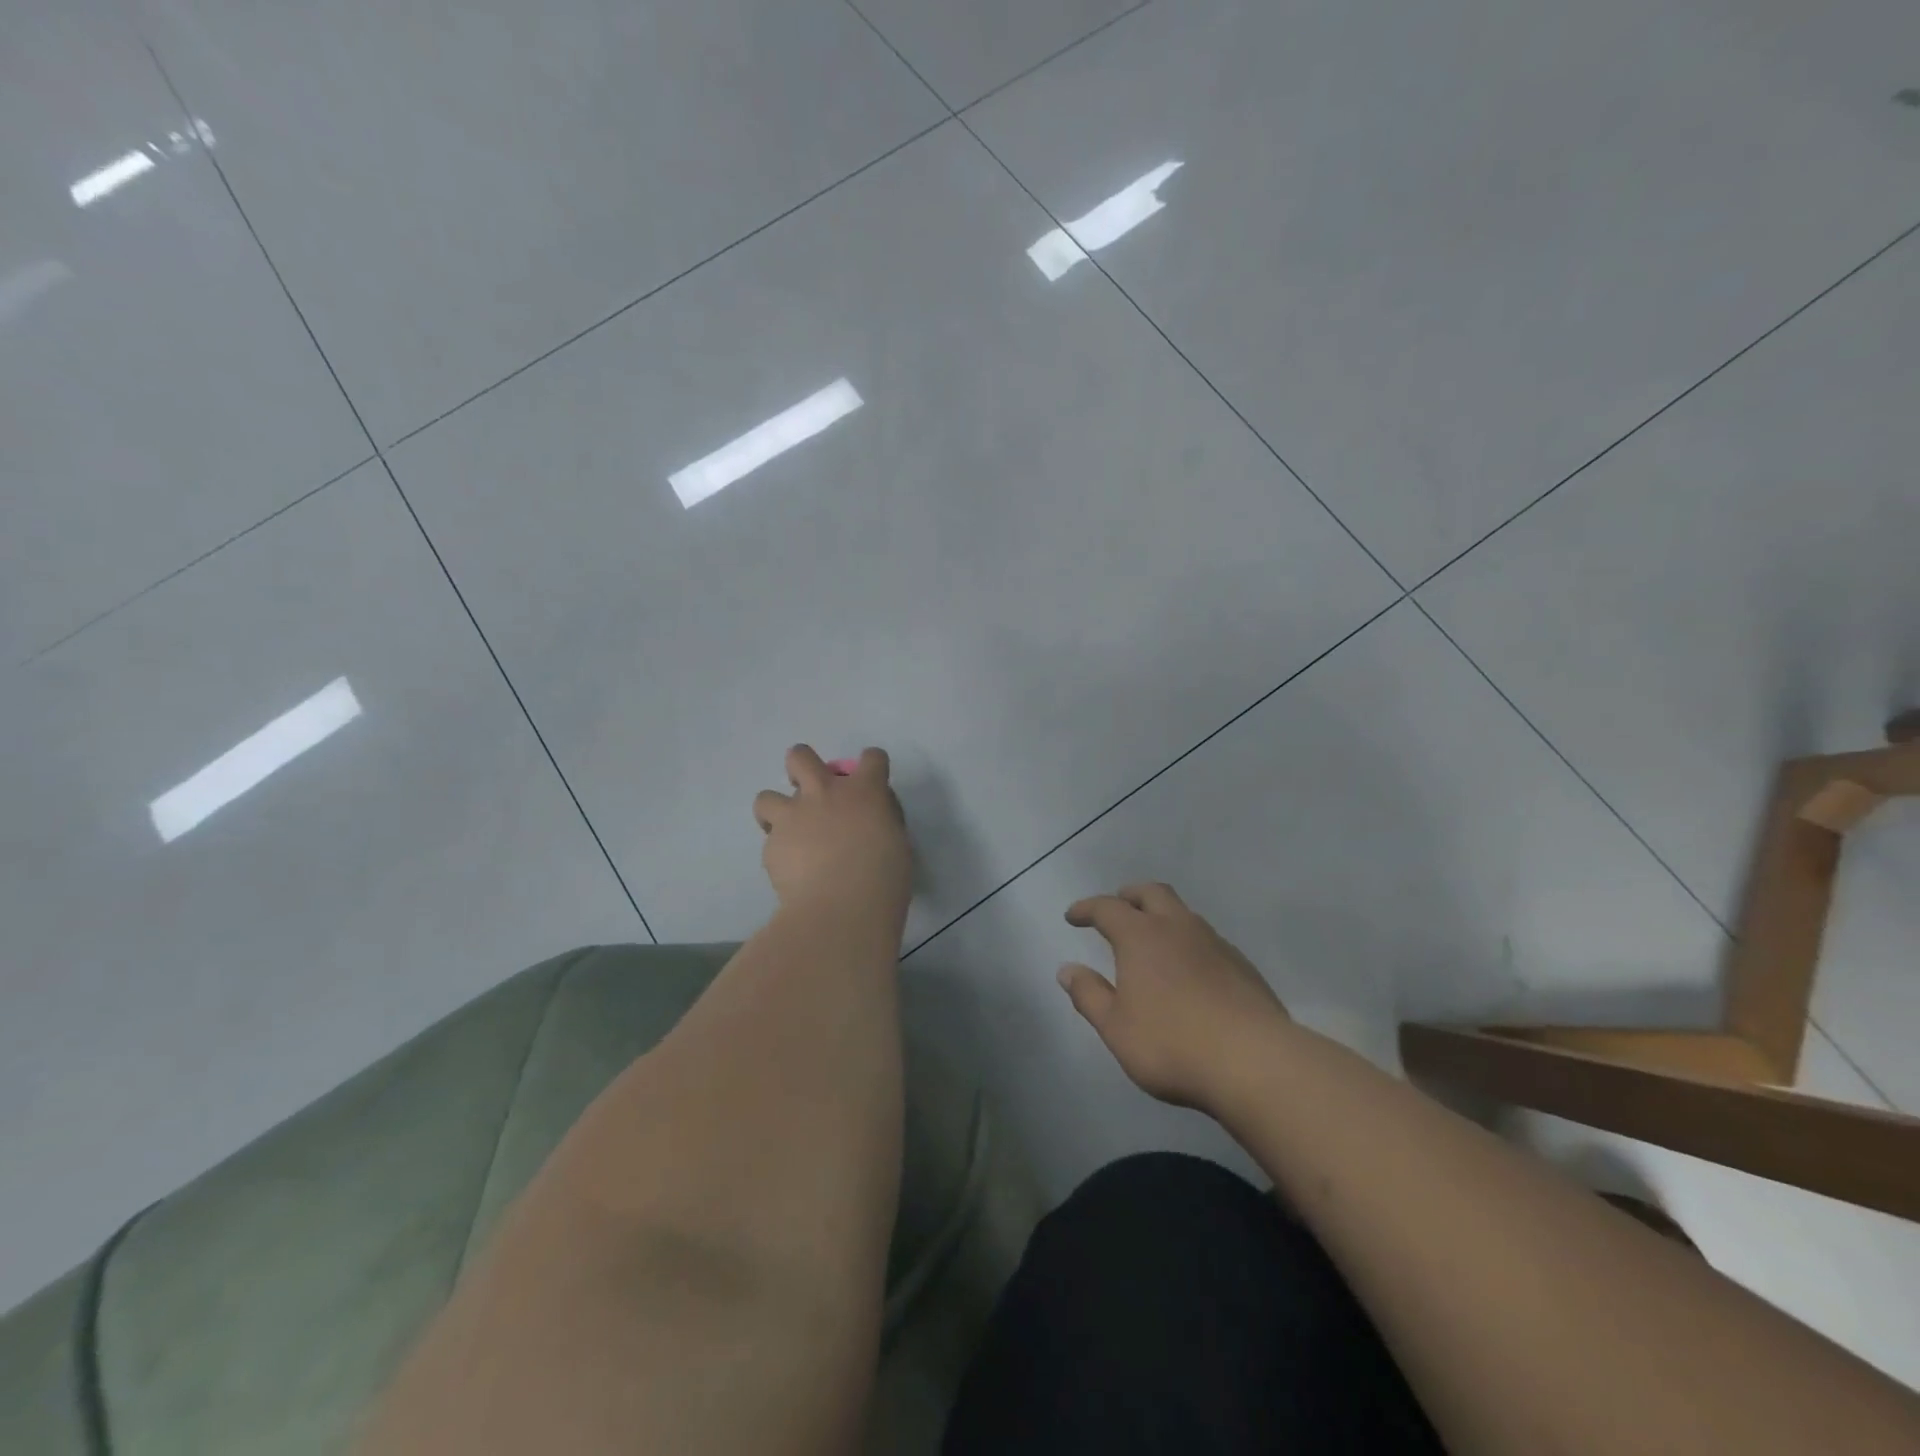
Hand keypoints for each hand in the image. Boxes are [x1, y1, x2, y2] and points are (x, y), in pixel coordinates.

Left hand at [753, 745, 910, 915]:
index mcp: (865, 791)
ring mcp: (793, 816)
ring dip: (777, 811)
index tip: (871, 781)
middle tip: (810, 792)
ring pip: (766, 797)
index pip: (873, 758)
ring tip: (789, 833)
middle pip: (801, 756)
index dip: (872, 765)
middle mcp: (825, 793)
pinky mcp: (772, 845)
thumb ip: (882, 821)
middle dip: (802, 767)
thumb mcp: (898, 843)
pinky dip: (780, 851)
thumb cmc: (884, 879)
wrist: (842, 909)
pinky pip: (771, 840)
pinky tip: (792, 871)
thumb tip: (871, 819)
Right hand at [1059, 882, 1290, 1112]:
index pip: (1107, 908)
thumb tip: (1067, 970)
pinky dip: (1188, 942)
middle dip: (1129, 895)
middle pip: (1152, 893)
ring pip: (1183, 913)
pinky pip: (1207, 939)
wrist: (1256, 1062)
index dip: (1087, 908)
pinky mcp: (1242, 966)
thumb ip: (1089, 995)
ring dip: (1162, 916)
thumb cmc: (1172, 1044)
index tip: (1073, 916)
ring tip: (1152, 940)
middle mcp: (1178, 928)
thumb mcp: (1116, 1028)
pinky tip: (1189, 970)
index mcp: (1141, 937)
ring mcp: (1215, 944)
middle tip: (1117, 908)